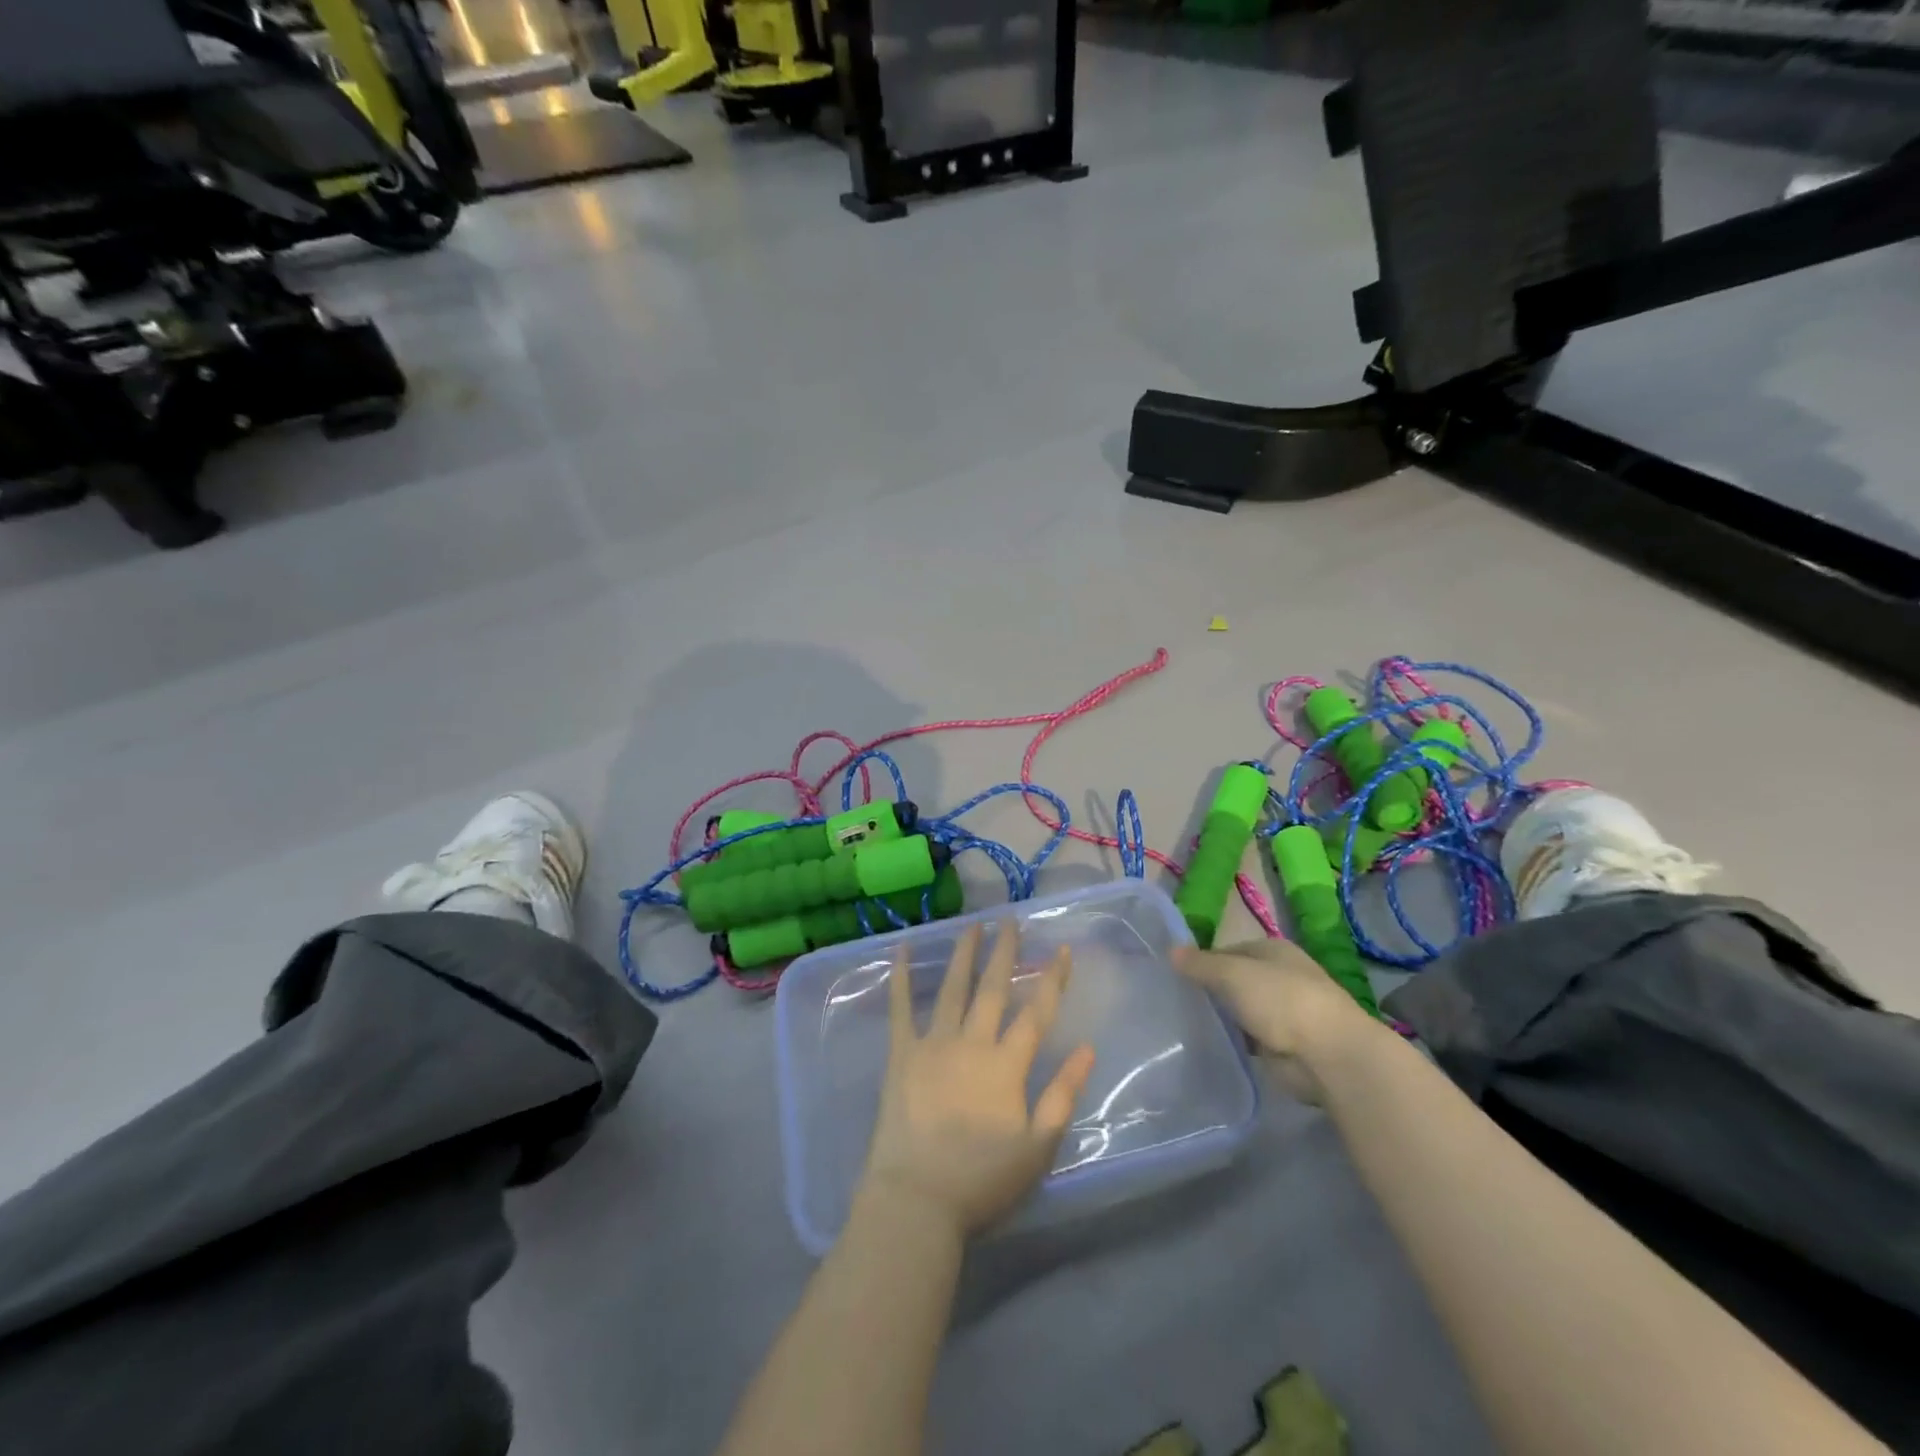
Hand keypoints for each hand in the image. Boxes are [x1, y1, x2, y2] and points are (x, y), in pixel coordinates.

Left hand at [860, 922, 1096, 1240]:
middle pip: (994, 988)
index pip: (1037, 1012)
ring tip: (972, 925)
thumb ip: (1062, 1094)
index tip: (1061, 949)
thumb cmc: (982, 1179)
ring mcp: (934, 1044)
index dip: (1052, 980)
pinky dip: (902, 976)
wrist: (917, 1200)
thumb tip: (1087, 1049)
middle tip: (1010, 920)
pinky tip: (902, 949)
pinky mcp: (901, 1054)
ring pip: (953, 988)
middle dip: (1005, 951)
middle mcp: (972, 1043)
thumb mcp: (1037, 1147)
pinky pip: (901, 1007)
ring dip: (964, 953)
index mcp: (1007, 1065)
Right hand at [1174, 938, 1375, 1102]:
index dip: (1202, 960)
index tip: (1175, 975)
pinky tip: (1209, 1044)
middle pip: (1235, 980)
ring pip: (1241, 1010)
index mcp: (1273, 950)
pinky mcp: (1283, 1045)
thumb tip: (1170, 950)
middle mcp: (1280, 977)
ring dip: (1222, 1017)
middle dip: (1210, 989)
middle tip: (1174, 1000)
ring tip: (1184, 1023)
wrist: (1329, 1055)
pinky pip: (1249, 1038)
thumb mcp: (1232, 974)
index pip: (1228, 950)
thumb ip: (1200, 964)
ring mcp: (1284, 1013)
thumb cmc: (1281, 1000)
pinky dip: (1234, 1041)